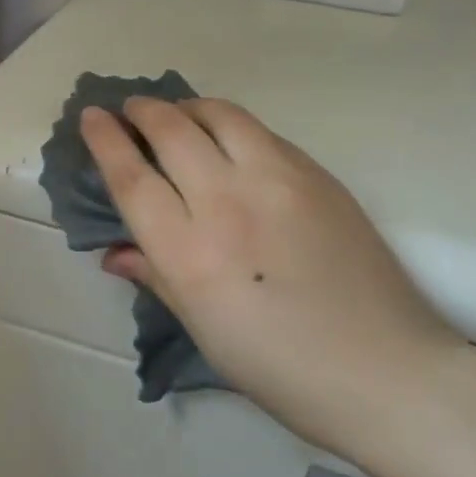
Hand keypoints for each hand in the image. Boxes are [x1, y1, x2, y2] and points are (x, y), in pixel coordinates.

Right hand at [81, 98, 465, 451]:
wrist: (384, 369)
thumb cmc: (281, 370)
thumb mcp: (204, 330)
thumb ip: (157, 277)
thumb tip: (117, 252)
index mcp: (190, 253)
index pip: (132, 177)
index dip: (105, 141)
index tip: (92, 117)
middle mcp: (227, 202)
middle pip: (171, 130)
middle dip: (142, 110)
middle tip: (131, 109)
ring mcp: (278, 180)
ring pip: (220, 115)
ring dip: (188, 106)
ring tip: (178, 115)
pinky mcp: (317, 174)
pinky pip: (261, 133)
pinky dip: (231, 125)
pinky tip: (230, 142)